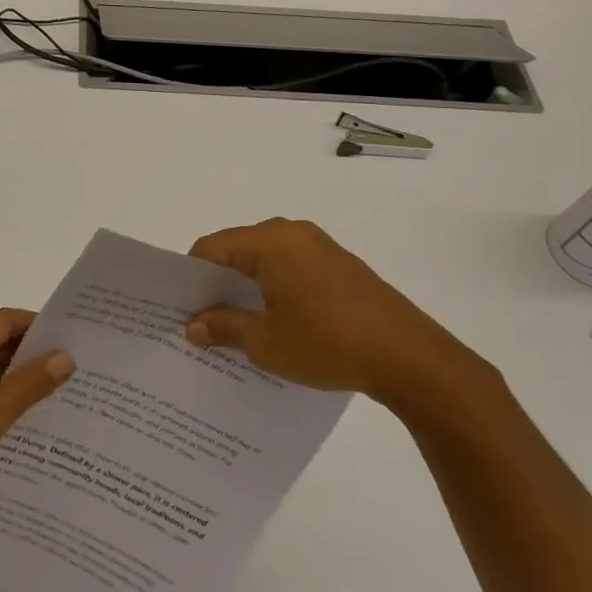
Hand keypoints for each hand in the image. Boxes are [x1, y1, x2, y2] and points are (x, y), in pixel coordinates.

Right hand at [184, 218, 493, 411]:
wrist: (411, 358)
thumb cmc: (328, 344)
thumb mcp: (265, 342)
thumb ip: (223, 327)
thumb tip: (192, 325)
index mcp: (271, 241)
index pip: (211, 248)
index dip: (190, 277)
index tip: (180, 308)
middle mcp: (294, 233)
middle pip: (237, 250)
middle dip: (216, 283)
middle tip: (200, 319)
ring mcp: (321, 247)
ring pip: (265, 260)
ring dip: (246, 288)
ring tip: (234, 326)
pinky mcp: (341, 266)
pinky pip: (291, 268)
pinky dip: (273, 289)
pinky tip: (274, 323)